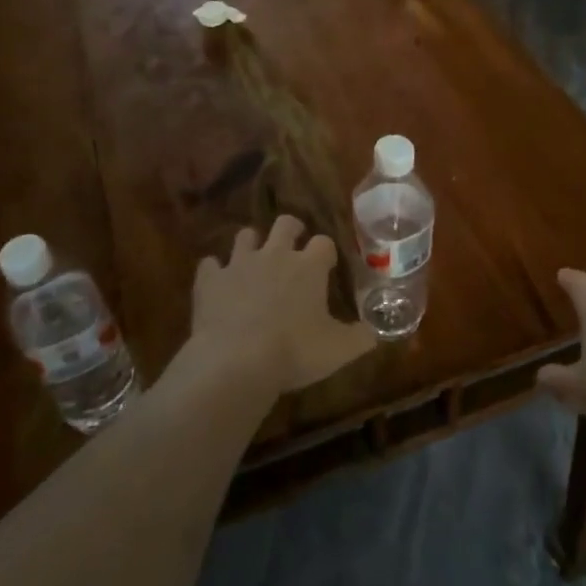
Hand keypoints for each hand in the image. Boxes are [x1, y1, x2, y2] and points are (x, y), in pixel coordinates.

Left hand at [189, 215, 373, 395]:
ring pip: (245, 236)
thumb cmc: (294, 352)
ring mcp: (239, 263)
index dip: (326, 252)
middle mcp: (275, 255)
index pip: (324, 243)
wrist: (235, 362)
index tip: (327, 266)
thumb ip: (360, 338)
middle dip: (291, 230)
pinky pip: (210, 264)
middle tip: (293, 246)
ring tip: (255, 262)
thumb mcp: (339, 350)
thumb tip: (375, 332)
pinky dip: (215, 271)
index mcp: (309, 266)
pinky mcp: (210, 280)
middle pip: (285, 223)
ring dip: (252, 245)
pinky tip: (218, 284)